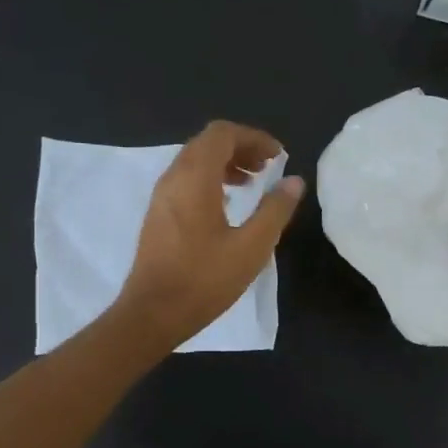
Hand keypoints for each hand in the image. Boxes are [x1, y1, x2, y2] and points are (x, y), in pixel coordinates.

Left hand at [115, 121, 304, 349]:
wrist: (153, 313)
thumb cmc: (204, 280)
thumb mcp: (252, 247)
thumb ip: (276, 210)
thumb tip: (294, 181)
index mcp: (195, 178)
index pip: (223, 134)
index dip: (254, 138)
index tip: (278, 156)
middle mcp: (173, 178)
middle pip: (207, 144)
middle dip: (240, 148)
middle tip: (268, 168)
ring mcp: (161, 197)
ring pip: (194, 162)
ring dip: (225, 165)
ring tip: (251, 184)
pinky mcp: (157, 216)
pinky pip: (185, 181)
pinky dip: (209, 181)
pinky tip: (227, 207)